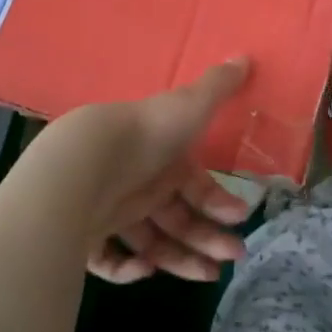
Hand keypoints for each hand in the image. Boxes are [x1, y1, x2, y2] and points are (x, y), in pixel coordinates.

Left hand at [33, 59, 254, 283]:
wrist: (86, 162)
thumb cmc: (146, 134)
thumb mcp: (190, 105)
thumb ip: (218, 86)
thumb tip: (245, 56)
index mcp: (163, 158)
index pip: (196, 187)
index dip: (219, 203)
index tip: (239, 218)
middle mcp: (140, 184)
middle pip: (178, 219)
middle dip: (207, 239)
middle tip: (229, 258)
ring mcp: (112, 211)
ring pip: (151, 242)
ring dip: (179, 260)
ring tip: (205, 276)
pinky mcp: (87, 236)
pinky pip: (110, 259)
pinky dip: (128, 268)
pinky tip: (144, 269)